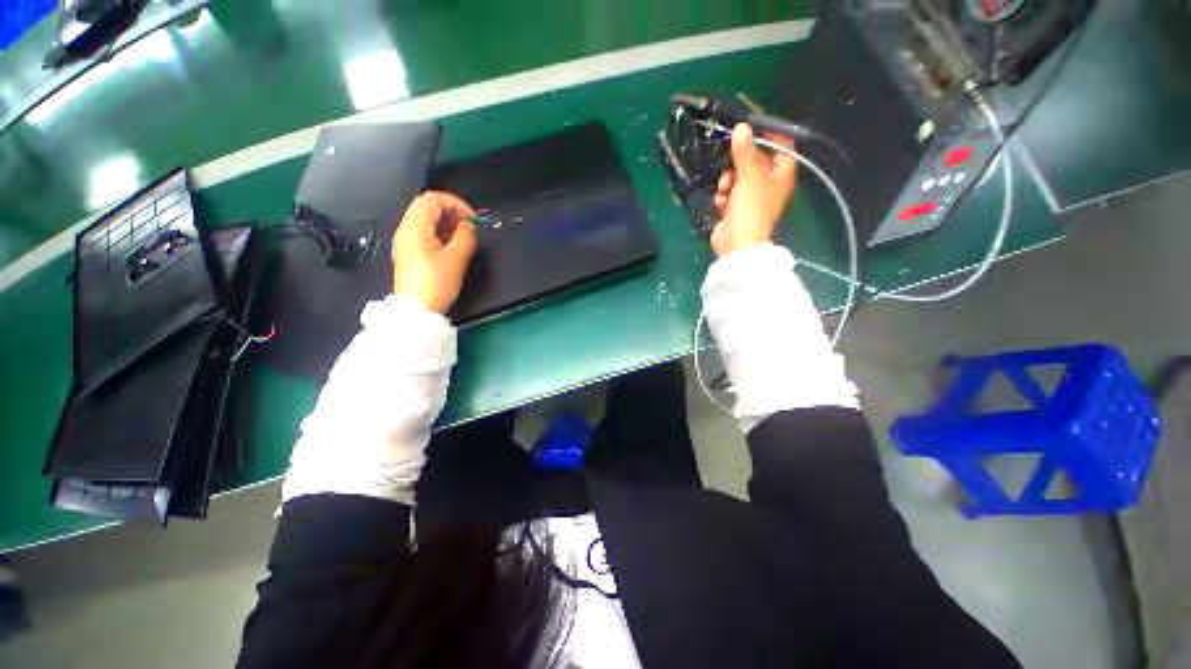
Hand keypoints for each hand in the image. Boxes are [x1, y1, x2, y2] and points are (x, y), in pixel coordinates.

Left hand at [392, 191, 477, 314]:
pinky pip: (424, 232)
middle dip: (452, 211)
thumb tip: (470, 225)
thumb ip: (466, 236)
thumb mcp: (457, 259)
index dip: (457, 203)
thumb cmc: (436, 283)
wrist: (416, 310)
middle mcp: (406, 228)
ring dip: (447, 222)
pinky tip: (452, 247)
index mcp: (415, 226)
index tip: (473, 220)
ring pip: (426, 219)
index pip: (434, 198)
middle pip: (428, 205)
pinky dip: (440, 232)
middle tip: (469, 227)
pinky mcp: (409, 252)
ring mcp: (405, 240)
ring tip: (463, 237)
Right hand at [710, 123, 797, 257]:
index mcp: (782, 175)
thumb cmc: (751, 207)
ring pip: (738, 178)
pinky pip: (729, 195)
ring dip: (728, 180)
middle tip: (729, 159)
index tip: (751, 129)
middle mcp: (770, 185)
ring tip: (724, 188)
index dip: (770, 136)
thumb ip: (745, 151)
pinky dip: (724, 197)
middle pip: (756, 162)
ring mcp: (752, 199)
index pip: (783, 148)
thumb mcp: (749, 175)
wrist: (737, 242)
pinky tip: (721, 203)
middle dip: (740, 162)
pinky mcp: (736, 210)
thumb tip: (741, 126)